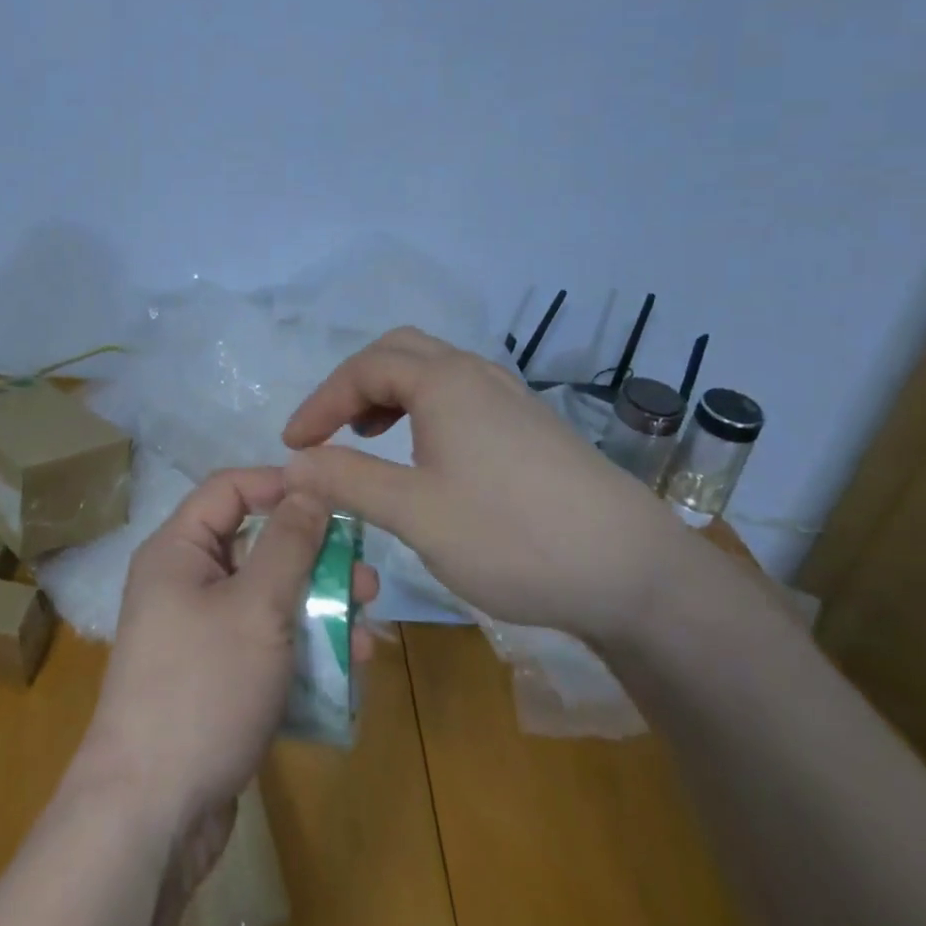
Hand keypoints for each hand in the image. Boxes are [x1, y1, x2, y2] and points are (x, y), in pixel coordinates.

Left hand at [73, 468, 378, 839]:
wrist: (151, 816)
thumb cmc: (203, 689)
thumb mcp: (256, 607)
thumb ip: (288, 543)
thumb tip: (309, 485)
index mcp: (179, 550)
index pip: (231, 489)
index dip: (281, 485)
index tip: (335, 498)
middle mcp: (186, 582)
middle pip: (258, 547)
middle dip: (316, 560)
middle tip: (368, 578)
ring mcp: (201, 634)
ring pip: (270, 600)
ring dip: (320, 609)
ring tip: (369, 628)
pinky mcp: (218, 678)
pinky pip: (267, 644)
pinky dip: (305, 649)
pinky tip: (350, 668)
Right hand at [283, 326, 683, 641]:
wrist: (635, 572)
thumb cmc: (513, 535)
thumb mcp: (416, 513)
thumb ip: (347, 481)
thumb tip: (290, 465)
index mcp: (443, 382)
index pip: (363, 369)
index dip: (320, 402)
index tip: (293, 445)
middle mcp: (475, 374)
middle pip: (398, 352)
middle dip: (354, 385)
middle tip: (331, 429)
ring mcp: (509, 396)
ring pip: (433, 370)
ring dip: (390, 394)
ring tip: (370, 438)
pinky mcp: (530, 425)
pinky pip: (460, 394)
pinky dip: (424, 409)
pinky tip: (428, 456)